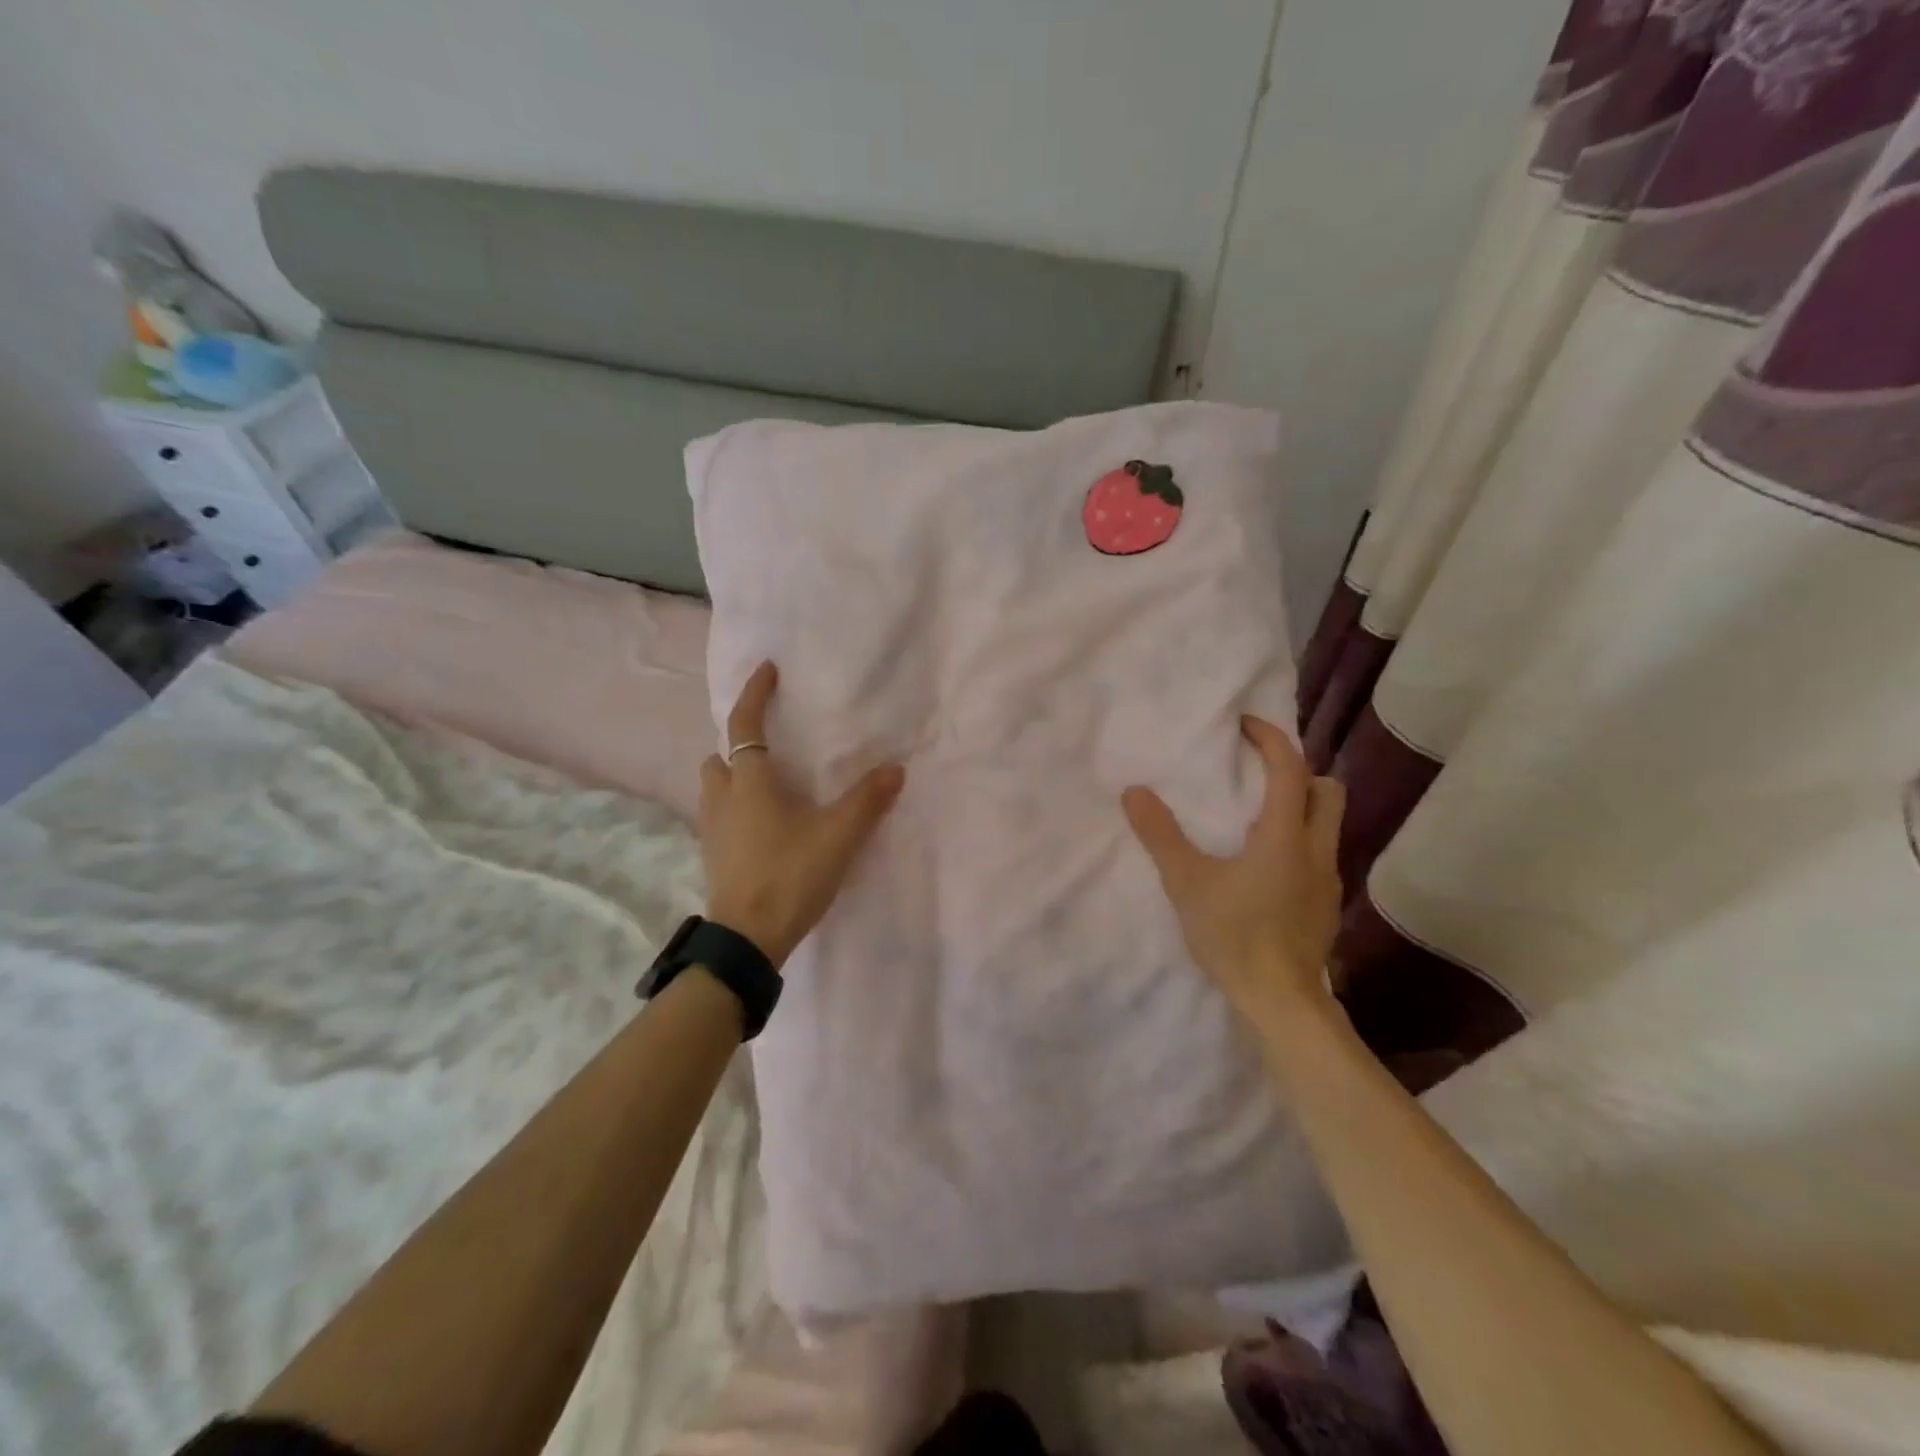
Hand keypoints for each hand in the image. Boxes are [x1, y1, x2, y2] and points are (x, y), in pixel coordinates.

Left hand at [699, 662, 905, 967]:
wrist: (747, 939)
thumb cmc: (789, 876)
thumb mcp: (838, 837)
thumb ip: (867, 801)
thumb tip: (895, 769)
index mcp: (750, 782)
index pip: (744, 725)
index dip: (755, 694)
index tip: (768, 670)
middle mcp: (723, 799)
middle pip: (720, 757)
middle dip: (739, 745)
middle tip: (771, 747)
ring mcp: (713, 830)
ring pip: (717, 788)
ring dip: (736, 777)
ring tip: (771, 786)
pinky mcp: (714, 856)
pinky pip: (722, 816)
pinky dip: (739, 808)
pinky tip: (767, 826)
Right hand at [1122, 716, 1343, 1027]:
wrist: (1281, 1002)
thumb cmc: (1234, 935)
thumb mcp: (1187, 883)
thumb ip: (1160, 835)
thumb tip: (1134, 792)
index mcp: (1284, 835)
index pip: (1290, 769)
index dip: (1271, 739)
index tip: (1245, 726)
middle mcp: (1317, 849)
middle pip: (1326, 790)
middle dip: (1297, 771)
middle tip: (1258, 774)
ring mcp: (1328, 880)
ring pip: (1327, 824)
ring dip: (1299, 807)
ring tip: (1255, 818)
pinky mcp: (1326, 905)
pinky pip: (1319, 854)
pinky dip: (1297, 841)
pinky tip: (1265, 867)